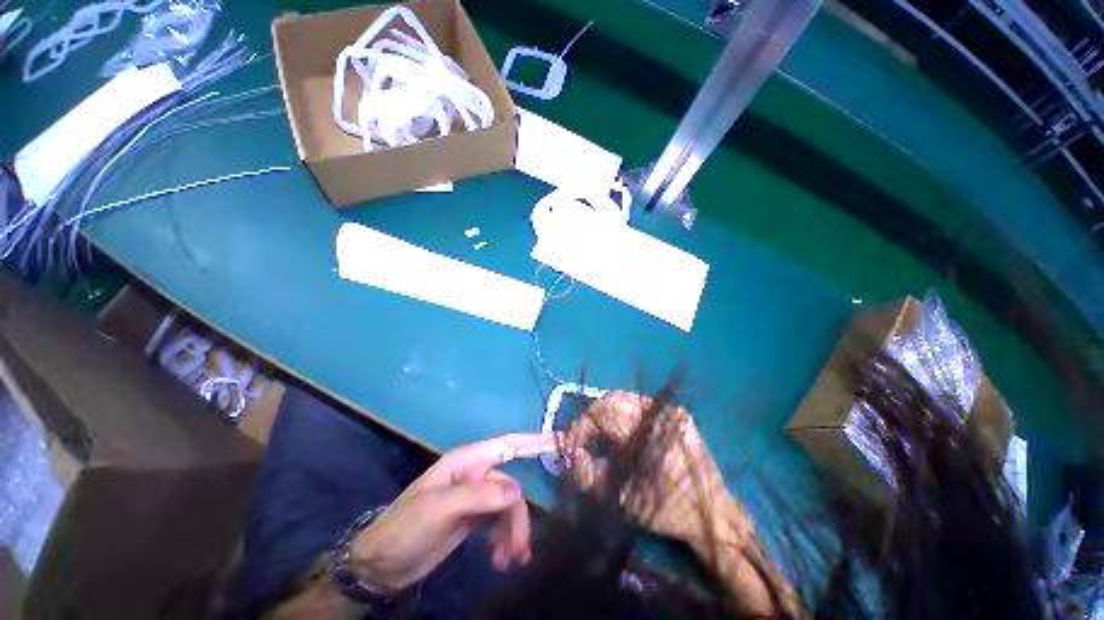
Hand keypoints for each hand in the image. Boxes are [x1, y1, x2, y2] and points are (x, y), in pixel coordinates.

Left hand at [349, 433, 556, 592]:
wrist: (380, 566)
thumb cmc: (406, 527)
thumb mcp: (440, 509)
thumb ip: (480, 496)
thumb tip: (518, 489)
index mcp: (467, 462)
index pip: (507, 445)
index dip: (534, 441)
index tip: (559, 442)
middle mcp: (475, 475)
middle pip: (510, 488)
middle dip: (518, 517)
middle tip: (521, 550)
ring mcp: (475, 498)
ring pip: (507, 508)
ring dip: (512, 533)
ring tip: (509, 561)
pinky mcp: (474, 519)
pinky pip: (499, 524)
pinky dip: (504, 540)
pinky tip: (499, 559)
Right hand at [566, 391, 751, 549]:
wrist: (714, 512)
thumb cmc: (667, 512)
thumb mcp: (622, 501)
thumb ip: (588, 474)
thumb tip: (569, 452)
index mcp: (651, 438)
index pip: (605, 414)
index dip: (582, 425)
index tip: (570, 442)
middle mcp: (662, 415)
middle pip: (613, 399)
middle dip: (592, 417)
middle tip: (583, 437)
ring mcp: (671, 410)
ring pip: (624, 398)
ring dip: (605, 413)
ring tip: (598, 434)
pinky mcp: (676, 412)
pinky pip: (638, 404)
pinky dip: (621, 414)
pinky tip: (618, 431)